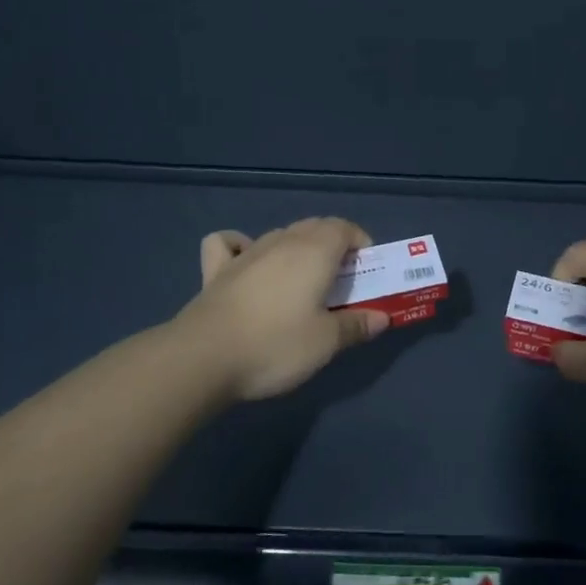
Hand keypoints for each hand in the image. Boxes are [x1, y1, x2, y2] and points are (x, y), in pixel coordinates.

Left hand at [175, 218, 390, 400]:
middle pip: (314, 226)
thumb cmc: (275, 345)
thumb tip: (382, 318)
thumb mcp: (325, 342)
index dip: (360, 242)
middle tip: (342, 279)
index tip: (368, 268)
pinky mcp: (216, 270)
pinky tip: (246, 263)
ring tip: (303, 278)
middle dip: (334, 244)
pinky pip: (229, 243)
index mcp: (314, 252)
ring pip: (280, 234)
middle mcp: (282, 242)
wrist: (203, 358)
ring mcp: (246, 253)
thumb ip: (356, 325)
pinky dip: (241, 245)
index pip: (344, 228)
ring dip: (298, 247)